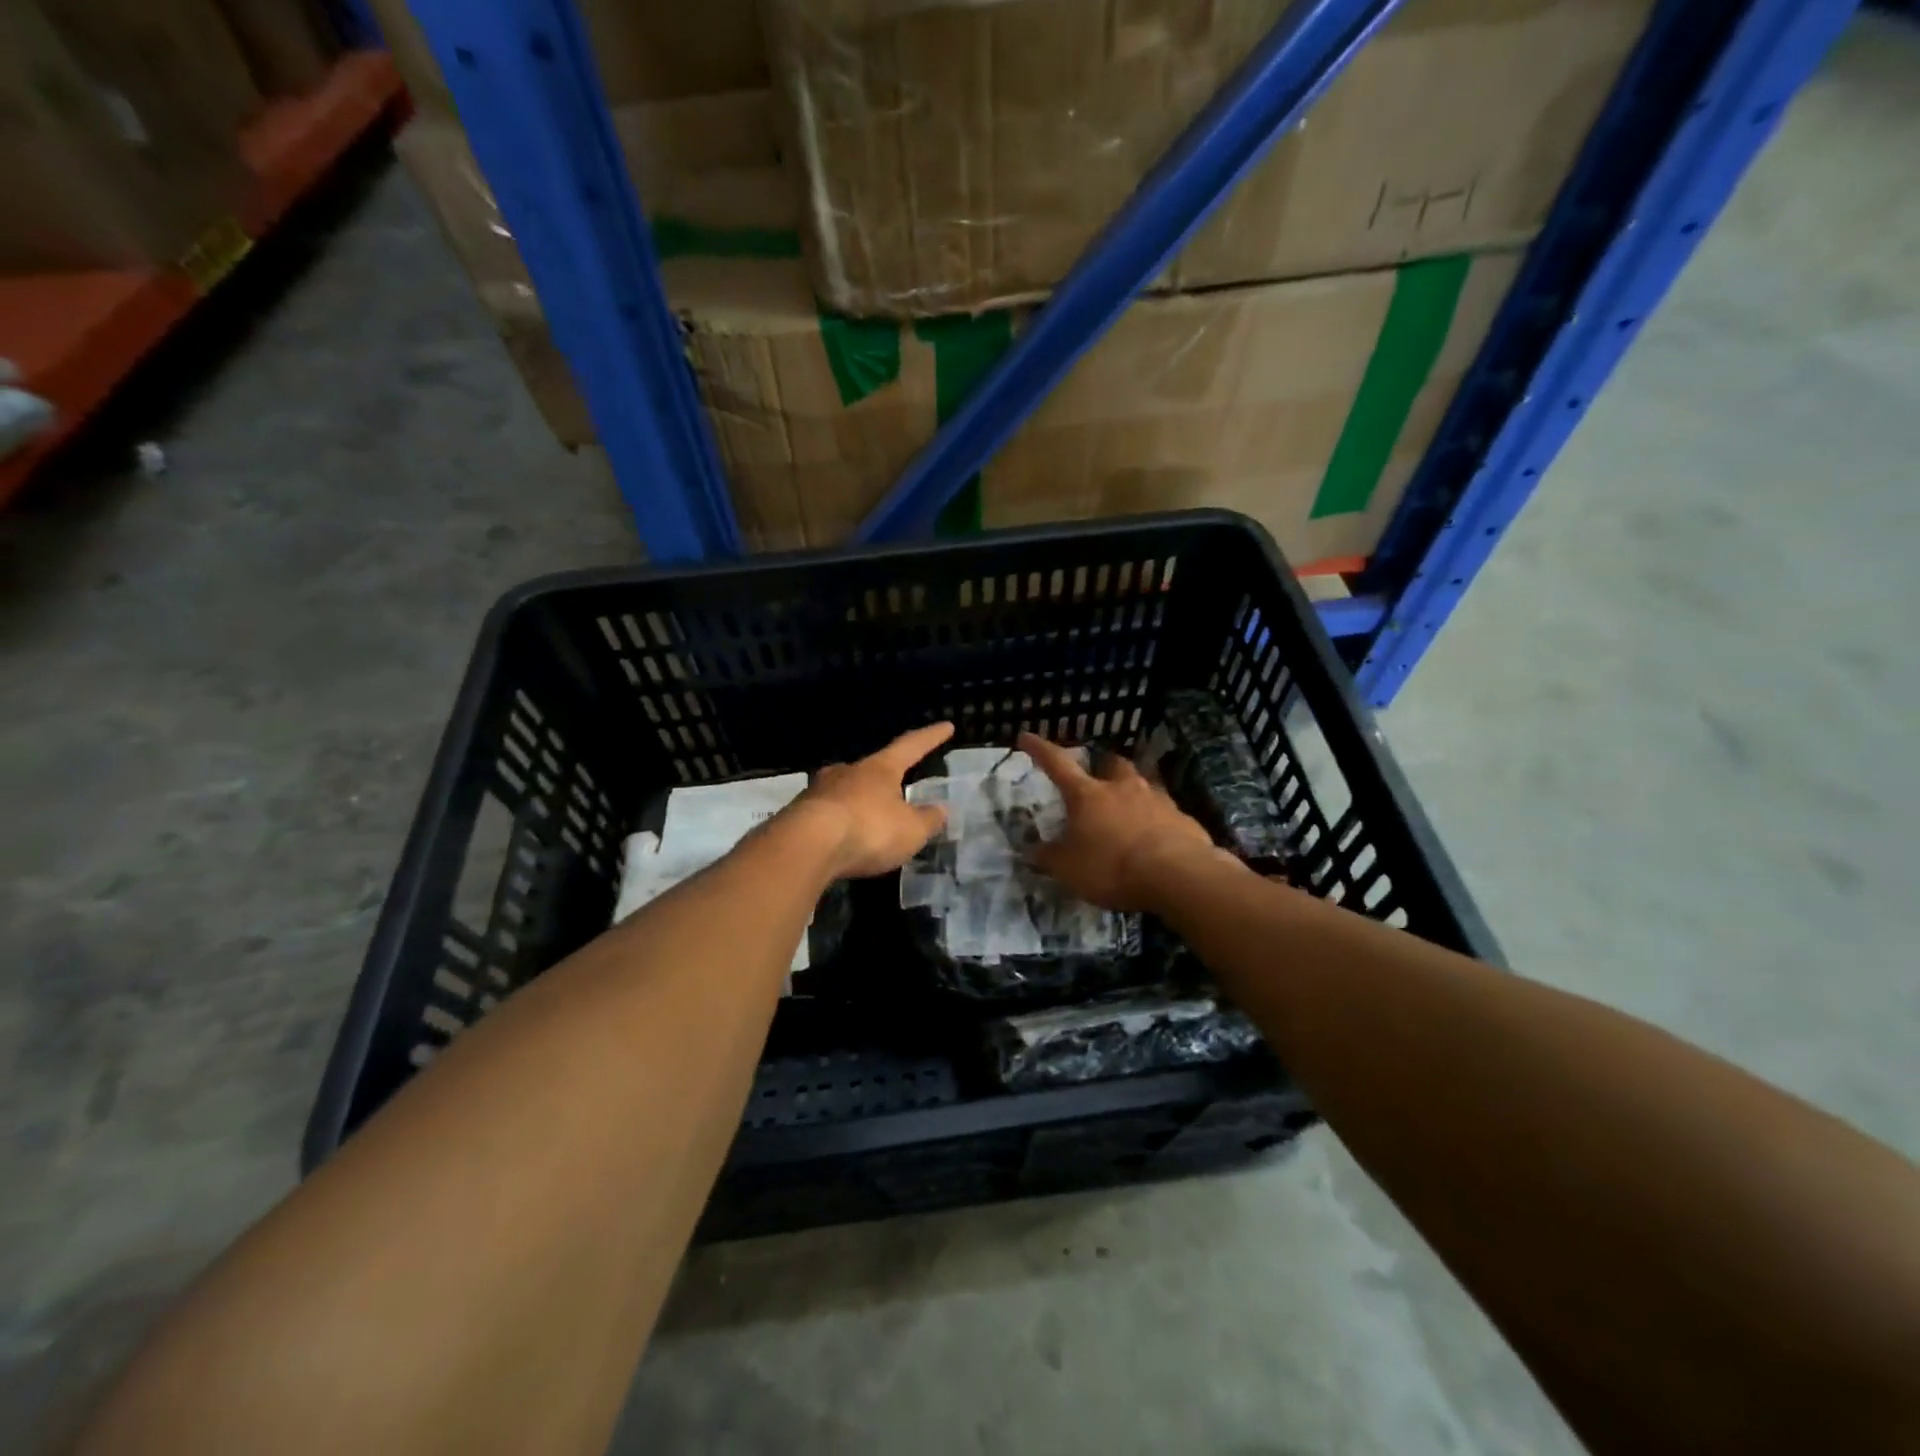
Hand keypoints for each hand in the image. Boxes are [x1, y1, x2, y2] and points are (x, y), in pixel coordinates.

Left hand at [788, 722, 954, 878]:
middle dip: (885, 778)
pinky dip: (839, 824)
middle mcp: (848, 771)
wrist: (806, 846)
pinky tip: (842, 840)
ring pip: (845, 791)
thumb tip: (942, 809)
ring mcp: (819, 790)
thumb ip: (928, 819)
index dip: (930, 737)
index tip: (946, 726)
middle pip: (871, 769)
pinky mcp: (798, 814)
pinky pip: (826, 815)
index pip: (911, 746)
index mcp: (880, 769)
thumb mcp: (911, 830)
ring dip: (858, 802)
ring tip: (868, 820)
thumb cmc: (868, 830)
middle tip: (896, 789)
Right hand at [1018, 731, 1220, 912]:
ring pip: (1143, 785)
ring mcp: (1158, 800)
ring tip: (1129, 811)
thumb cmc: (1111, 867)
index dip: (1040, 750)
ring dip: (1133, 793)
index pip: (1058, 764)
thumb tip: (1033, 851)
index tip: (1027, 736)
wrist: (1178, 876)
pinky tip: (1156, 839)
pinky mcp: (1184, 819)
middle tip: (1098, 778)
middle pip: (1111, 764)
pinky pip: (1166, 813)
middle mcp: (1123, 788)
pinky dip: (1157, 821)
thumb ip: (1049, 858)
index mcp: (1088, 795)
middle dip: (1103, 768)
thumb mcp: (1068, 869)